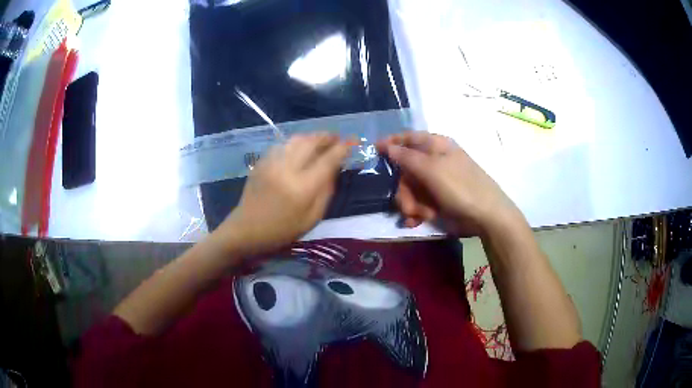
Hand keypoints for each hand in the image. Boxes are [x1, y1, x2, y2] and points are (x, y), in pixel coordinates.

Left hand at [217, 133, 349, 254]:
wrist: (246, 230)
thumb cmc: (282, 231)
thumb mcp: (312, 219)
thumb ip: (326, 192)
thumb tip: (334, 168)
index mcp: (302, 188)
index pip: (328, 160)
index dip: (343, 148)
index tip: (353, 141)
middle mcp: (287, 169)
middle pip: (311, 142)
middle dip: (327, 137)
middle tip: (337, 138)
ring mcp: (271, 163)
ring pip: (296, 139)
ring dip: (311, 137)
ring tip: (321, 141)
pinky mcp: (261, 162)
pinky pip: (282, 145)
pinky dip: (295, 143)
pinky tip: (299, 149)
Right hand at [377, 132, 521, 235]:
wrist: (485, 216)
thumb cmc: (461, 187)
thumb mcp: (432, 169)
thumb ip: (407, 157)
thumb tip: (386, 145)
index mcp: (436, 146)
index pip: (408, 138)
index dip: (391, 143)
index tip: (374, 152)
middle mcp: (434, 161)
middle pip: (404, 170)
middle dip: (403, 189)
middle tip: (407, 203)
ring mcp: (435, 182)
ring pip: (409, 189)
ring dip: (411, 204)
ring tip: (419, 215)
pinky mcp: (437, 200)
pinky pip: (418, 202)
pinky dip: (416, 213)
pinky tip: (417, 221)